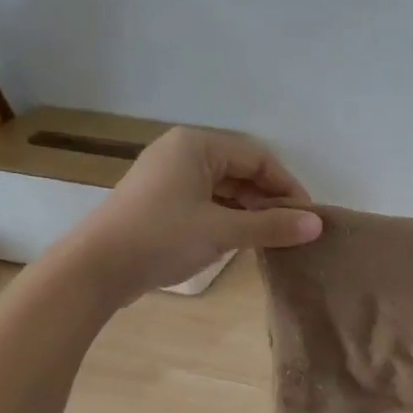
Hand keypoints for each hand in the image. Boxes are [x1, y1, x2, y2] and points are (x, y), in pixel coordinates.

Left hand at [70, 127, 321, 301]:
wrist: (96, 267)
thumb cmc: (162, 238)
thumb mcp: (223, 230)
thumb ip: (272, 226)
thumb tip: (317, 225)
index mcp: (197, 145)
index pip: (257, 157)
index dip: (287, 186)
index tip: (307, 217)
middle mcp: (182, 152)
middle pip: (241, 169)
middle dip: (269, 198)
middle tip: (291, 230)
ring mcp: (168, 177)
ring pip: (223, 187)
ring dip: (250, 209)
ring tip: (271, 238)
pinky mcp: (160, 202)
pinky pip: (206, 201)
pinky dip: (228, 216)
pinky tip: (240, 239)